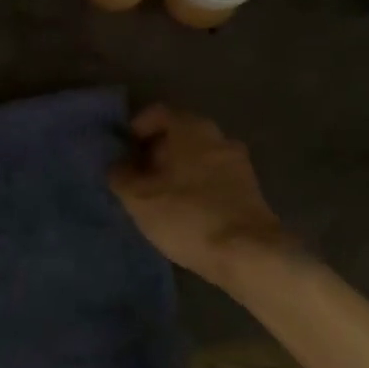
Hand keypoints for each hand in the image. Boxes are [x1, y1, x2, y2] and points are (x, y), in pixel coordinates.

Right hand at [111, 105, 285, 284]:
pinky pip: (214, 177)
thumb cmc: (187, 215)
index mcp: (190, 127)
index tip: (123, 153)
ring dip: (177, 170)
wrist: (248, 254)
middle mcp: (218, 136)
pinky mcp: (250, 189)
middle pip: (179, 134)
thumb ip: (121, 175)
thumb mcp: (138, 198)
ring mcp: (238, 162)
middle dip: (156, 152)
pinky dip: (197, 186)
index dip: (135, 129)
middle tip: (137, 177)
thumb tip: (118, 165)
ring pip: (198, 156)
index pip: (157, 112)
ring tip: (159, 198)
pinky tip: (185, 211)